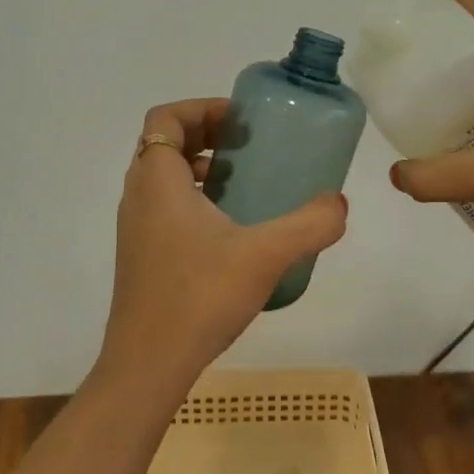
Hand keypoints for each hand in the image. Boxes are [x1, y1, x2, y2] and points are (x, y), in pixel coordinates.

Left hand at [100, 97, 348, 395]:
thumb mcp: (265, 255)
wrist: (147, 365)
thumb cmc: (199, 296)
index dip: (202, 108)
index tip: (242, 123)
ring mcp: (134, 227)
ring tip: (243, 183)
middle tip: (248, 147)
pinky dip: (193, 199)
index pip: (166, 117)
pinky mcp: (140, 255)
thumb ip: (309, 225)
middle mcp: (138, 195)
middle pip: (165, 143)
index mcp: (157, 180)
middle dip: (206, 135)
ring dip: (199, 168)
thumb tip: (339, 204)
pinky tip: (231, 231)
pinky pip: (163, 206)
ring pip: (163, 177)